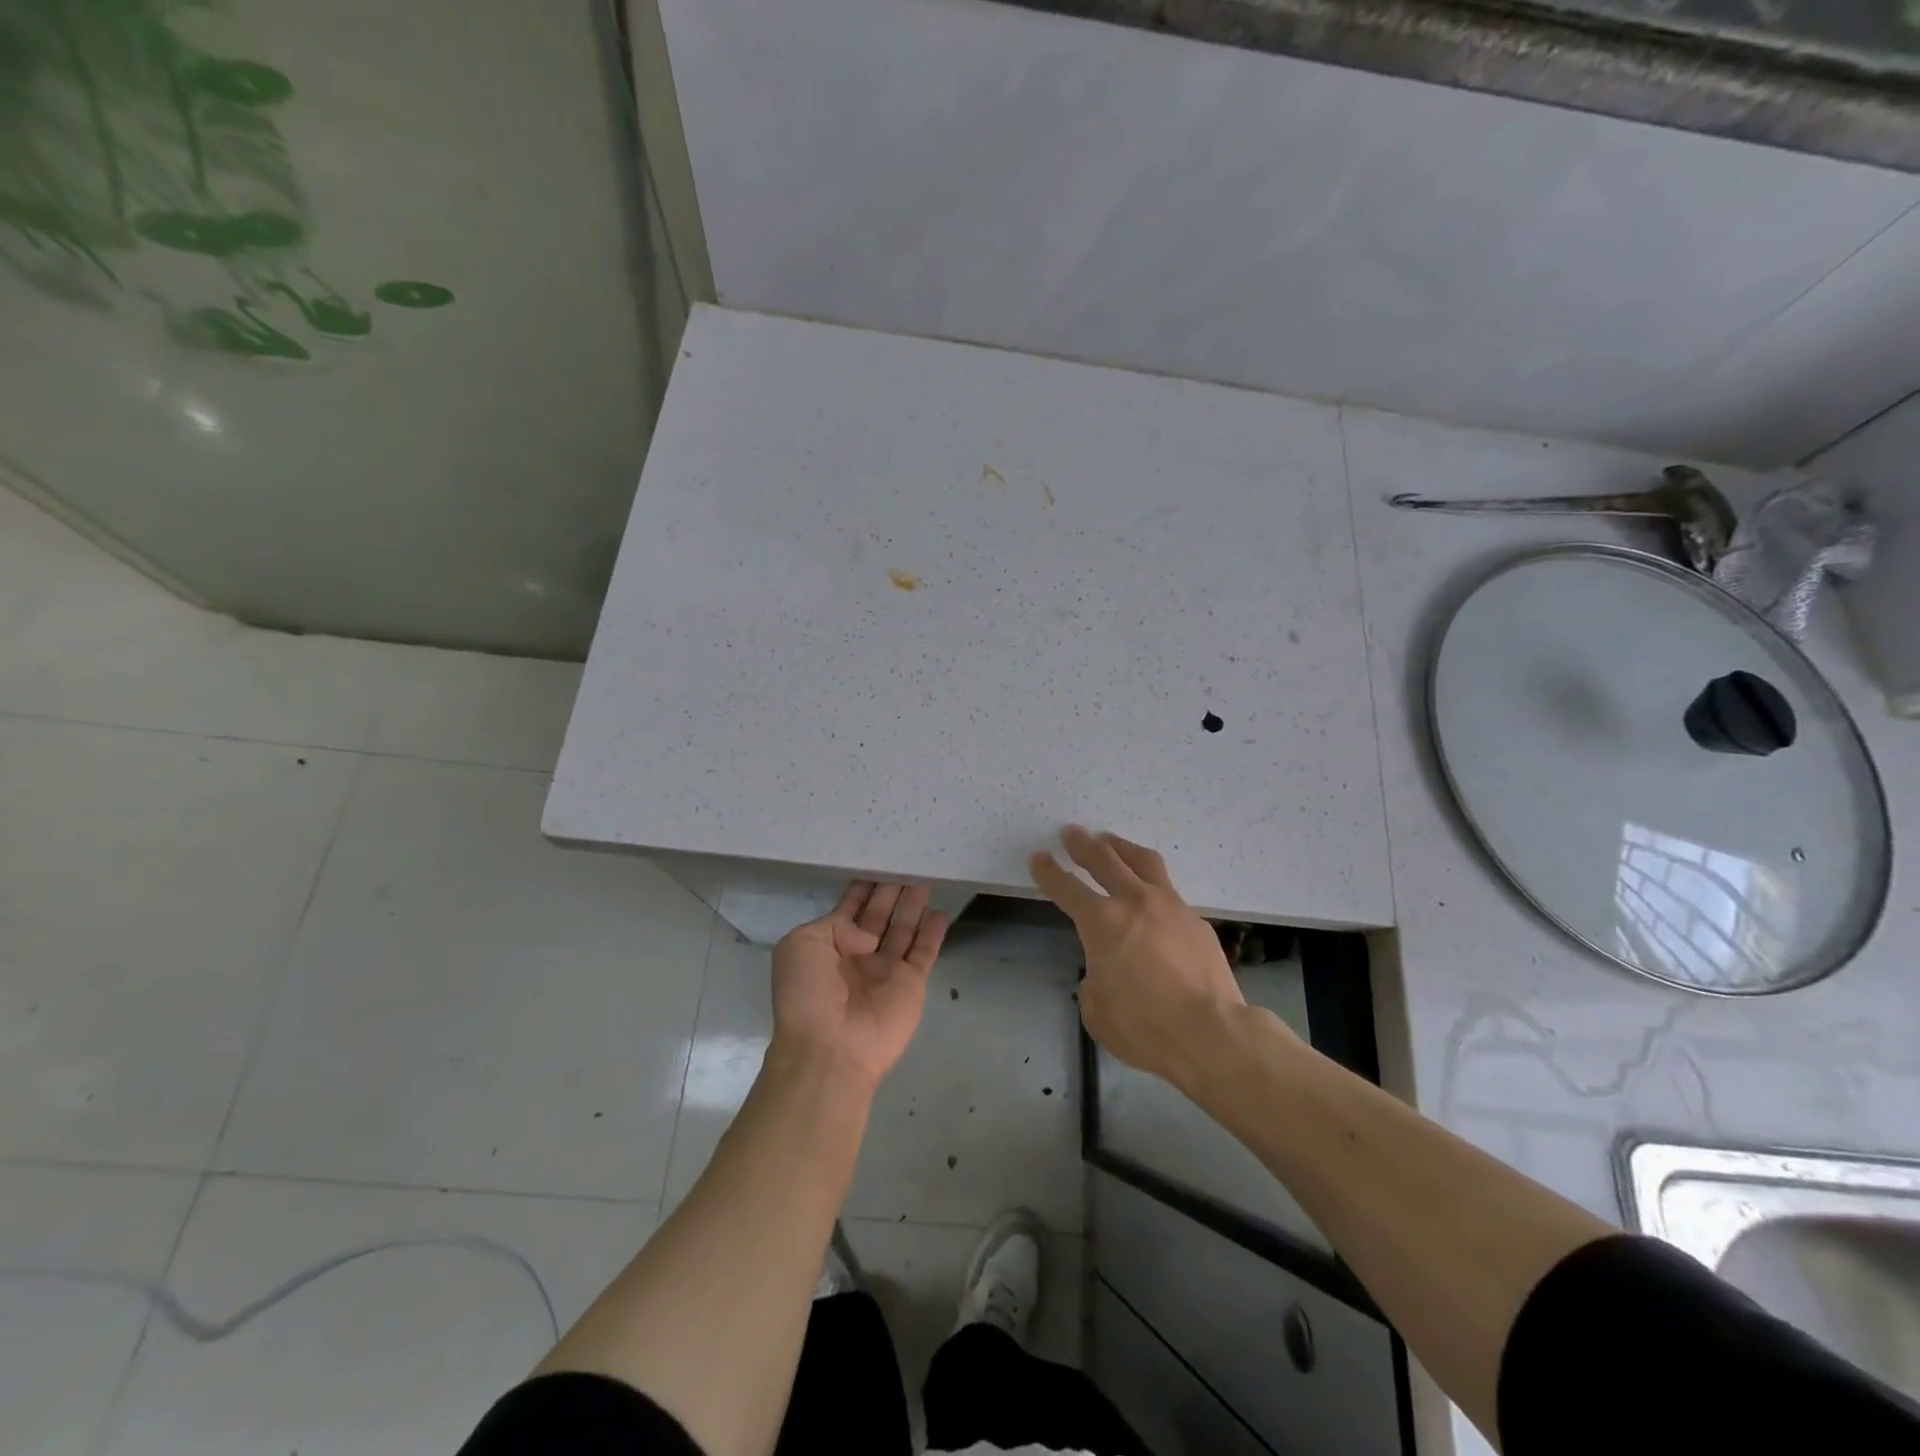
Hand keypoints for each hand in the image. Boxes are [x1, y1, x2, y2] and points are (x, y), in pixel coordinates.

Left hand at [769, 883, 948, 1092]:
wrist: (830, 1047)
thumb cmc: (808, 993)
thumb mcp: (802, 944)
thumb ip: (835, 924)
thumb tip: (867, 936)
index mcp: (828, 945)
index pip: (848, 910)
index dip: (862, 889)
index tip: (875, 862)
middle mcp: (858, 954)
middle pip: (879, 915)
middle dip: (890, 891)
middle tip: (905, 864)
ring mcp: (886, 969)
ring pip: (903, 928)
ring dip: (912, 905)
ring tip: (924, 878)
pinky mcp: (911, 983)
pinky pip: (925, 951)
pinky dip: (933, 932)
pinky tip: (940, 911)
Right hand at [1031, 826, 1271, 1091]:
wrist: (1211, 1033)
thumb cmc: (1144, 1026)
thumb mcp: (1097, 1009)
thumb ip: (1094, 978)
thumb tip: (1106, 969)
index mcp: (1101, 922)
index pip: (1066, 888)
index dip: (1048, 872)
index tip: (1039, 857)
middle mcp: (1134, 902)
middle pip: (1104, 859)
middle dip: (1083, 845)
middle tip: (1072, 833)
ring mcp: (1170, 906)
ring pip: (1143, 862)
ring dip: (1121, 847)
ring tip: (1111, 841)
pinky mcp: (1196, 921)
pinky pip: (1169, 891)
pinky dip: (1152, 884)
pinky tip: (1151, 895)